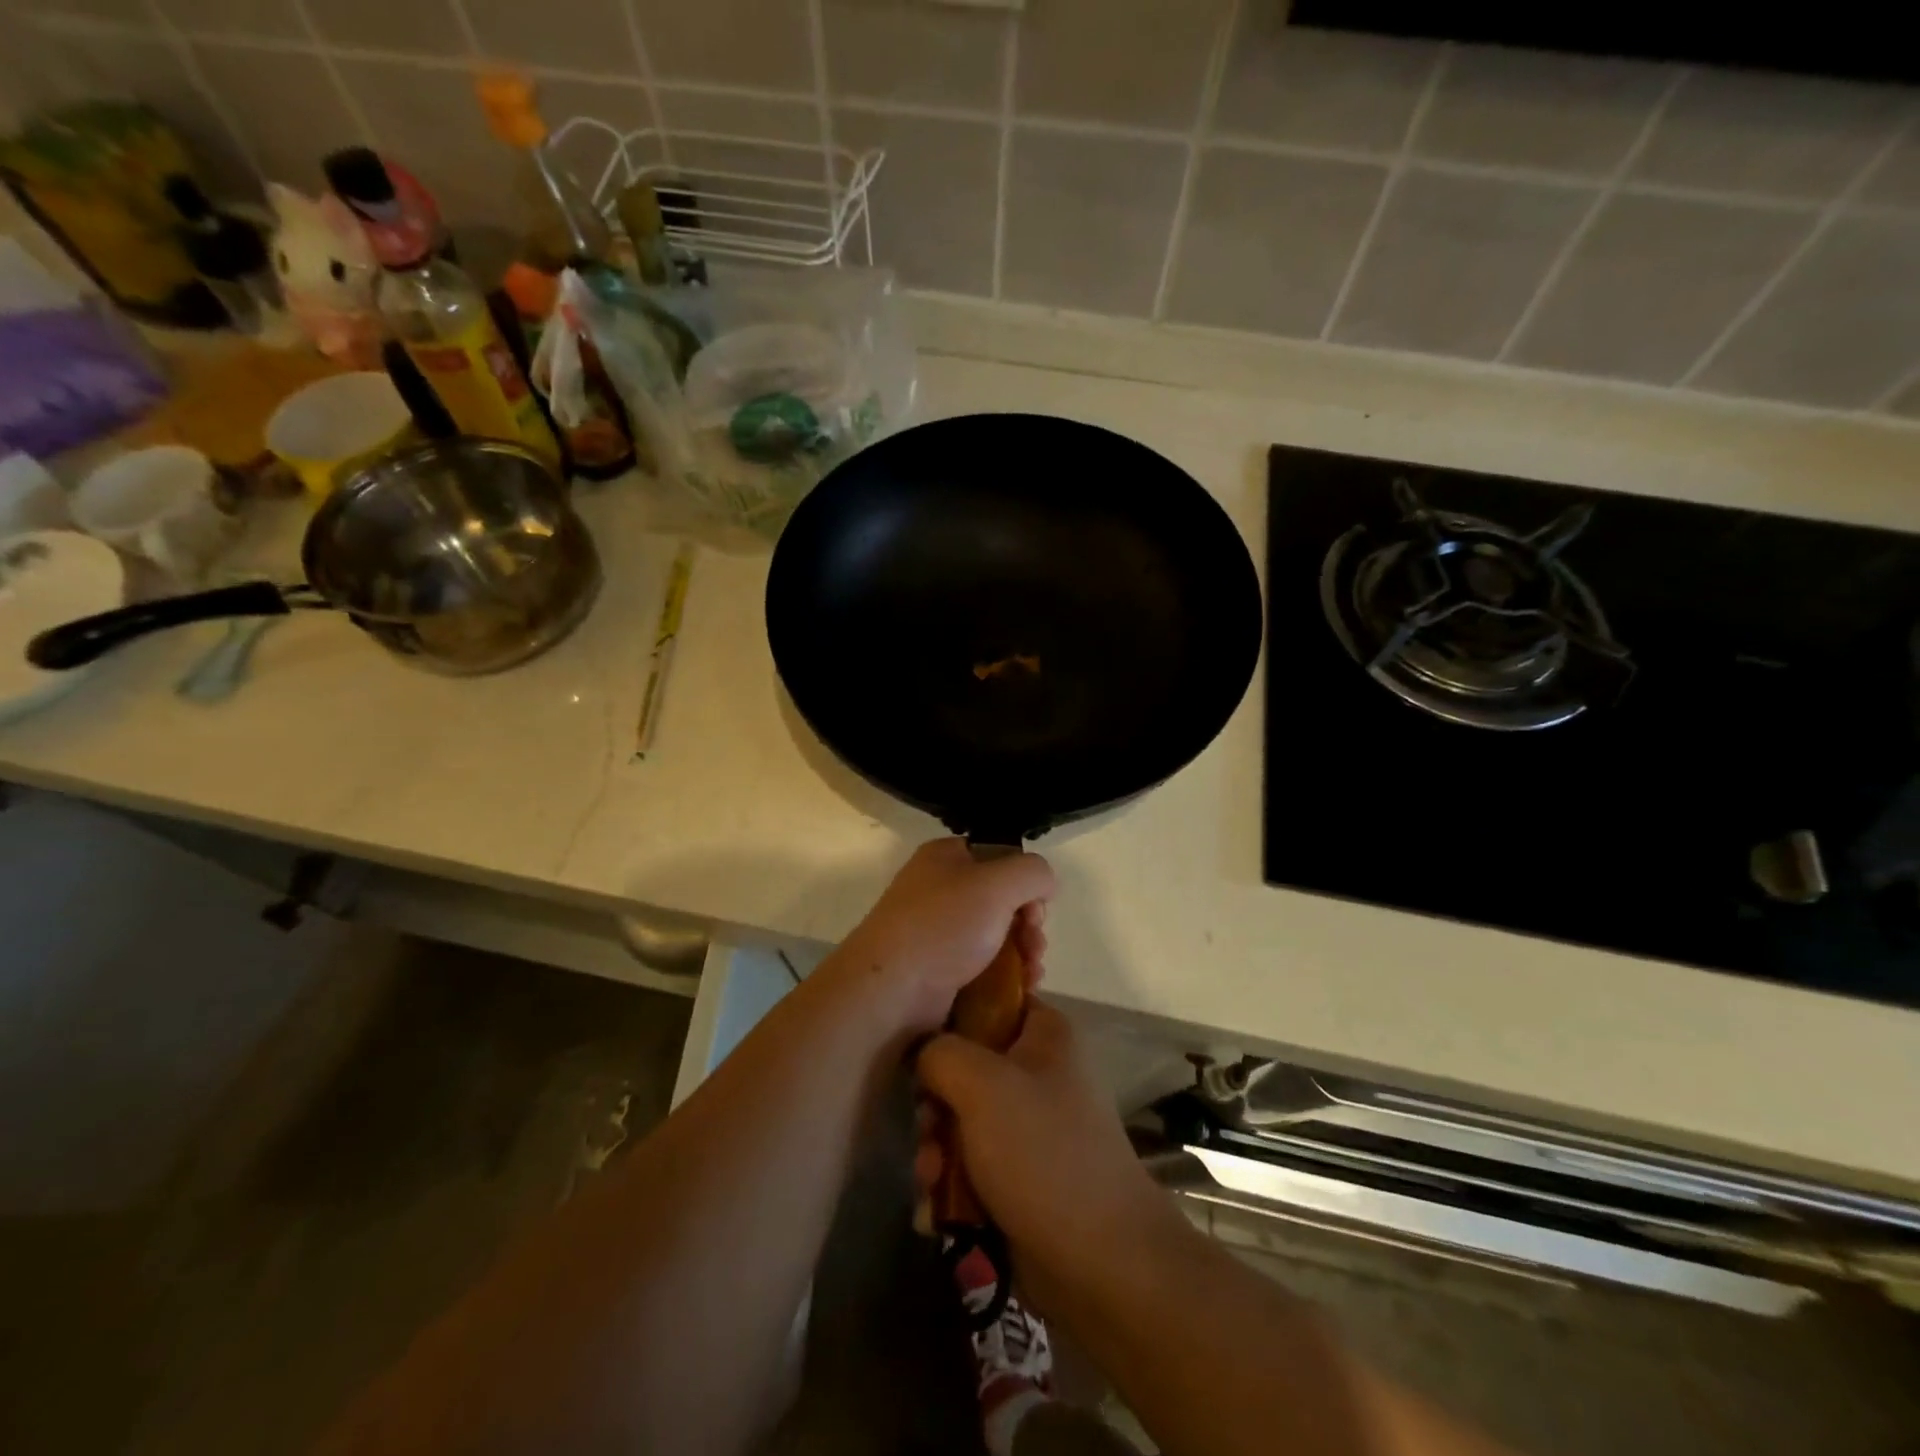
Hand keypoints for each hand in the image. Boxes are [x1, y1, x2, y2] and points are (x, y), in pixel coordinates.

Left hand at [828, 837, 1053, 1034]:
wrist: (891, 991)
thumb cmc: (943, 926)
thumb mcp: (997, 883)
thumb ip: (1033, 872)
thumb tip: (1044, 885)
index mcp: (946, 857)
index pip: (999, 857)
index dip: (1025, 881)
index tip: (1037, 908)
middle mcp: (939, 889)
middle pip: (1003, 900)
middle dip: (1029, 924)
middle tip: (1035, 946)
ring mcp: (937, 932)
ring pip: (997, 936)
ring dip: (1024, 953)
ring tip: (1032, 974)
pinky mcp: (939, 970)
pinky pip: (983, 966)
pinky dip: (1006, 976)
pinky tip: (1022, 990)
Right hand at [915, 998, 1177, 1309]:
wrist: (1100, 1262)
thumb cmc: (1043, 1153)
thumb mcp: (983, 1085)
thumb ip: (940, 1053)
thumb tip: (920, 1053)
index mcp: (1044, 1033)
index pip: (988, 999)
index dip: (949, 1018)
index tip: (920, 1048)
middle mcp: (1038, 1071)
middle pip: (965, 1065)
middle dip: (936, 1105)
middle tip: (929, 1130)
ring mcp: (1029, 1124)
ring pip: (961, 1118)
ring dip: (937, 1150)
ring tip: (932, 1180)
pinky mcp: (1019, 1173)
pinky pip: (970, 1162)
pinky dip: (951, 1183)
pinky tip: (937, 1211)